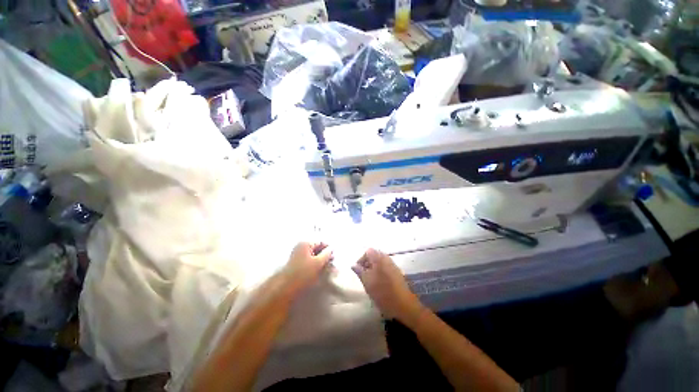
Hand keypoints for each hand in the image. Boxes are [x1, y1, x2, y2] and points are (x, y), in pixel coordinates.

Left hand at [282, 242, 332, 294]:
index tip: (334, 255)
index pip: (320, 241)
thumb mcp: (318, 263)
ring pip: (313, 255)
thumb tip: (331, 249)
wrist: (285, 287)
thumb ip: (326, 254)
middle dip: (325, 254)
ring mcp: (297, 254)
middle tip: (331, 262)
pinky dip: (315, 264)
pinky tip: (319, 270)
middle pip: (316, 247)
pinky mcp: (296, 263)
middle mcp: (300, 246)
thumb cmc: (303, 273)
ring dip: (320, 260)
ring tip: (326, 268)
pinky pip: (309, 260)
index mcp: (305, 243)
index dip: (328, 248)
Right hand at [352, 248, 422, 322]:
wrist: (404, 306)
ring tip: (370, 281)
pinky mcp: (397, 273)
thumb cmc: (383, 293)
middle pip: (374, 256)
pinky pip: (385, 268)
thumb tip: (354, 265)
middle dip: (367, 264)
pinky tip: (379, 284)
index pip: (368, 251)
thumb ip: (360, 271)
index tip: (358, 271)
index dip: (361, 259)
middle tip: (363, 276)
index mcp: (379, 258)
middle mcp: (387, 259)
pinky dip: (380, 273)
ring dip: (373, 269)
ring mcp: (393, 266)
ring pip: (380, 262)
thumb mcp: (367, 282)